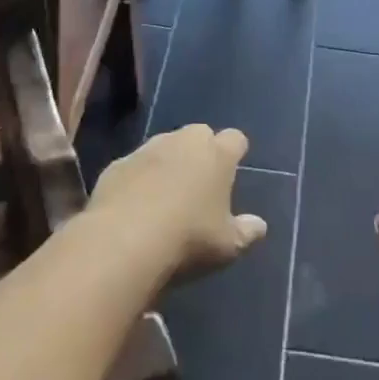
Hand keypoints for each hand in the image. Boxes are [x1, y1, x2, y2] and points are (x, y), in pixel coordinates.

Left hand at [88, 123, 267, 278]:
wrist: (124, 240)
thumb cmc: (188, 239)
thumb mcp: (227, 245)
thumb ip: (246, 232)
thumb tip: (260, 226)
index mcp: (217, 155)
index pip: (235, 139)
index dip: (235, 152)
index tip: (233, 169)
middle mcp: (184, 142)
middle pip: (199, 134)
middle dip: (201, 151)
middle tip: (200, 182)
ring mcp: (148, 149)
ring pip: (164, 145)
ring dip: (168, 162)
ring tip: (166, 195)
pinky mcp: (118, 164)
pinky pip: (135, 165)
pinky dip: (138, 178)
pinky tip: (135, 205)